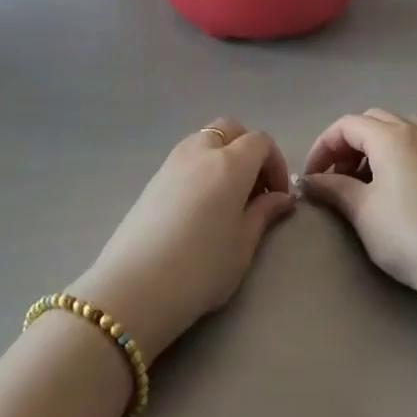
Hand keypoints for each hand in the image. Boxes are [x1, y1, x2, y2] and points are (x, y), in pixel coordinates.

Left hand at [69, 119, 293, 364]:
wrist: (134, 287)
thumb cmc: (200, 268)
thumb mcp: (242, 246)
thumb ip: (263, 214)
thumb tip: (281, 198)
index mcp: (230, 163)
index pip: (260, 142)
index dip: (275, 164)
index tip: (277, 197)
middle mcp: (201, 150)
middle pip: (231, 129)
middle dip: (249, 150)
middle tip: (254, 190)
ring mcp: (172, 161)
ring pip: (206, 139)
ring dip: (223, 155)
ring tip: (227, 197)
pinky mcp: (152, 177)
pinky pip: (186, 157)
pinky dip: (201, 167)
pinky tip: (200, 205)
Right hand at [299, 110, 416, 306]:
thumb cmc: (408, 235)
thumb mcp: (362, 211)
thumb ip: (333, 188)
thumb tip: (309, 180)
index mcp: (390, 136)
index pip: (346, 125)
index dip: (323, 146)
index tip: (312, 177)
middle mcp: (416, 131)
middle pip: (373, 120)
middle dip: (348, 143)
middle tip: (336, 177)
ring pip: (401, 127)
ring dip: (378, 144)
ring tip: (368, 177)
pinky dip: (405, 152)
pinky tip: (403, 181)